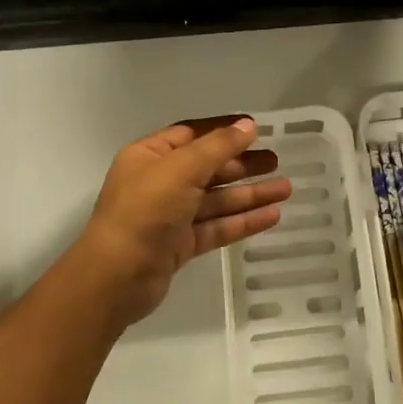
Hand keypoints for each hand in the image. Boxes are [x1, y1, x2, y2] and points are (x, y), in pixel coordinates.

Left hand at [67, 116, 290, 330]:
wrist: (115, 278)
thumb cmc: (145, 211)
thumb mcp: (181, 169)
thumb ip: (217, 147)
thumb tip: (248, 126)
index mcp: (150, 156)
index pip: (191, 134)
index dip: (223, 130)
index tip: (256, 129)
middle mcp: (159, 182)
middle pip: (208, 167)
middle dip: (242, 164)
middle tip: (276, 161)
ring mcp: (170, 216)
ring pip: (216, 199)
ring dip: (250, 193)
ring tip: (286, 189)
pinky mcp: (180, 245)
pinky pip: (216, 226)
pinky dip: (242, 221)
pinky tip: (272, 216)